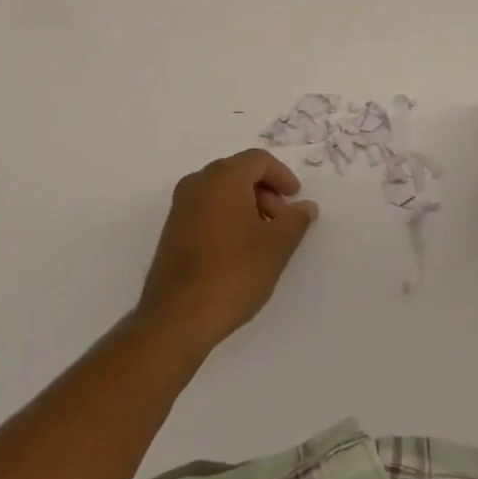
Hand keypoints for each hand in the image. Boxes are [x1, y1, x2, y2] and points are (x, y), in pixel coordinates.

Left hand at [138, 149, 318, 354]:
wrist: (176, 318)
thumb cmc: (232, 274)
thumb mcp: (276, 247)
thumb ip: (295, 221)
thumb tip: (306, 206)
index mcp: (223, 177)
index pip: (258, 160)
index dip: (282, 176)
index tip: (296, 199)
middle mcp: (198, 182)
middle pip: (239, 172)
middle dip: (266, 191)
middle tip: (282, 221)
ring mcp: (180, 206)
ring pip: (222, 191)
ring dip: (247, 205)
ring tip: (263, 238)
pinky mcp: (172, 229)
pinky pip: (206, 208)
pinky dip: (227, 216)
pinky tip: (238, 249)